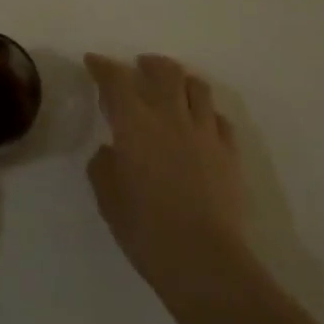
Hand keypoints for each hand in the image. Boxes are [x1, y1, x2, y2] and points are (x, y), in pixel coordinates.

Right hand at [85, 53, 257, 306]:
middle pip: (164, 71)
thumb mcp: (107, 196)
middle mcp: (170, 116)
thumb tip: (111, 151)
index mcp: (134, 122)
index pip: (116, 79)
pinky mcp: (230, 154)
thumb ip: (104, 164)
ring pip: (197, 88)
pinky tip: (200, 124)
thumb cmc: (146, 228)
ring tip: (174, 89)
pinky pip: (220, 119)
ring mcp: (204, 133)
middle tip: (140, 68)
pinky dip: (206, 113)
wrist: (205, 261)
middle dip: (149, 64)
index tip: (93, 62)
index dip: (103, 66)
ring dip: (182, 81)